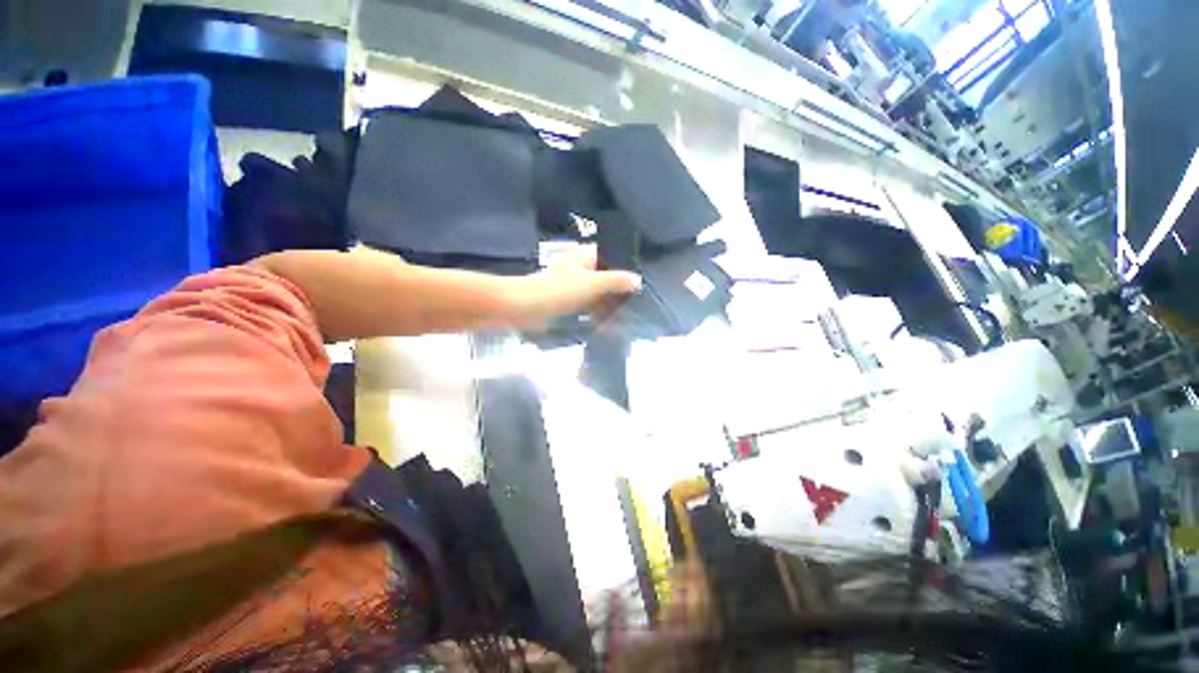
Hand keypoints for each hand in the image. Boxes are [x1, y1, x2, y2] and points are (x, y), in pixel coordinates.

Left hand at [512, 245, 640, 325]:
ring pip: (597, 294)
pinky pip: (587, 307)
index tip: (640, 281)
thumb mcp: (591, 284)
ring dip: (609, 305)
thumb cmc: (557, 290)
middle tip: (637, 304)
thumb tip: (638, 280)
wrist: (522, 308)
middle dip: (619, 290)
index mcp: (585, 258)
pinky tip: (608, 327)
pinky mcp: (566, 303)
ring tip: (626, 318)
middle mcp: (580, 270)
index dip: (625, 266)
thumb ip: (616, 281)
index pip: (611, 256)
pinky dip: (597, 315)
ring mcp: (572, 287)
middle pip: (606, 277)